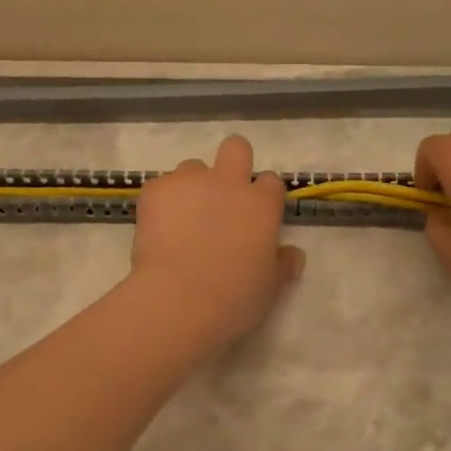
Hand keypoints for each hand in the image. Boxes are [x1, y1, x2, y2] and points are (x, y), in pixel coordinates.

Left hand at [129, 135, 304, 354]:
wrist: (176, 302)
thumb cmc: (232, 300)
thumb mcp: (269, 289)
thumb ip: (282, 265)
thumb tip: (294, 254)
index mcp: (261, 204)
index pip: (271, 181)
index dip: (263, 195)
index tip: (255, 215)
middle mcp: (229, 182)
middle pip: (236, 148)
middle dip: (232, 162)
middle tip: (221, 195)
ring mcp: (190, 182)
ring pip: (192, 167)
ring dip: (192, 186)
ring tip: (181, 219)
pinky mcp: (156, 189)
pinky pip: (161, 187)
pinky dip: (161, 203)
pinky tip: (157, 229)